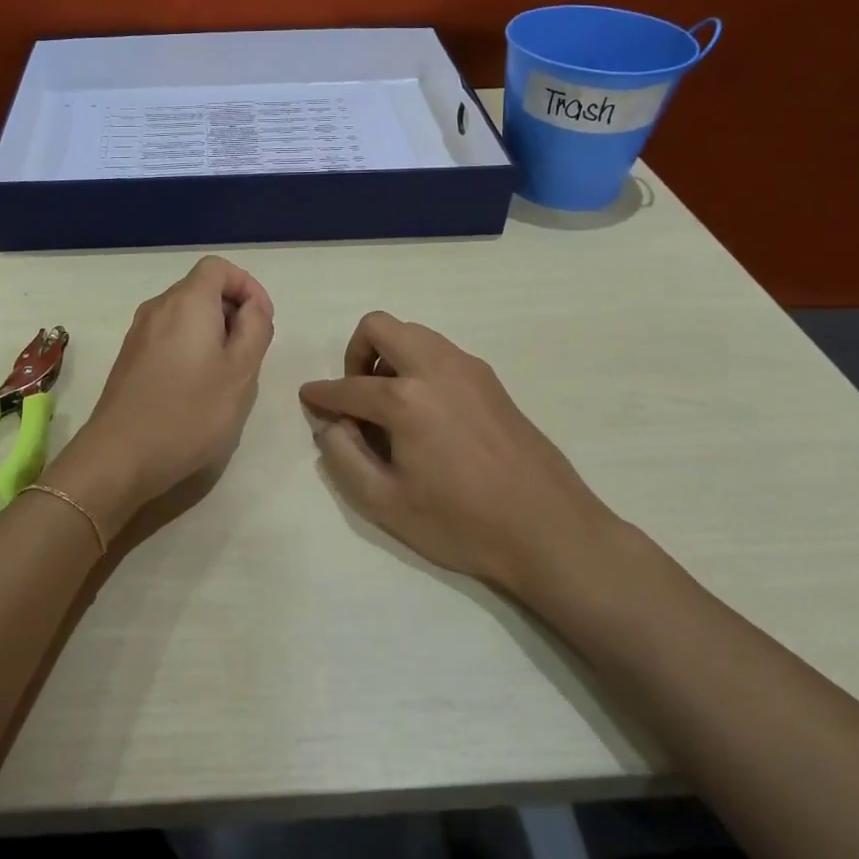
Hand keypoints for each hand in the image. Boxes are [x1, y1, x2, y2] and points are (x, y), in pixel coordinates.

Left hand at [47, 257, 274, 540]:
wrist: (120, 455)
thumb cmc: (190, 412)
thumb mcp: (241, 371)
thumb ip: (255, 328)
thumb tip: (252, 308)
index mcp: (187, 301)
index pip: (219, 267)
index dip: (247, 286)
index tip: (262, 322)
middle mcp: (158, 307)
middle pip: (201, 289)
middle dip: (232, 313)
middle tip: (249, 355)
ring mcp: (138, 333)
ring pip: (185, 316)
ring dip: (212, 334)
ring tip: (225, 377)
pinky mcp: (129, 358)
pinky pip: (168, 337)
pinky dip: (190, 349)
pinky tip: (196, 390)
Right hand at [299, 312, 634, 613]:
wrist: (549, 531)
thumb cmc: (461, 523)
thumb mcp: (384, 502)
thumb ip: (343, 456)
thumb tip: (332, 423)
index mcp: (405, 399)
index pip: (347, 386)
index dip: (321, 395)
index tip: (309, 400)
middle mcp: (436, 368)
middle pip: (380, 327)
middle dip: (355, 354)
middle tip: (356, 396)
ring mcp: (469, 369)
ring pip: (413, 333)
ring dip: (389, 356)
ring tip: (389, 404)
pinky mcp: (491, 380)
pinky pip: (440, 351)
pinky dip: (419, 365)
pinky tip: (426, 412)